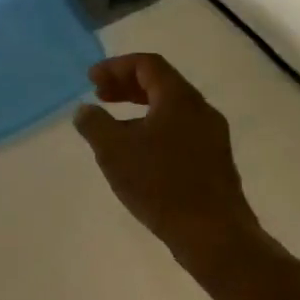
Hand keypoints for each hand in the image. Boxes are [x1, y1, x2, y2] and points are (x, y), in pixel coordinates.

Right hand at [73, 53, 265, 272]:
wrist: (214, 235)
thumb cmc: (160, 184)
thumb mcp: (113, 150)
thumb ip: (94, 123)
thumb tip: (86, 110)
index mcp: (179, 99)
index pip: (147, 64)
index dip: (115, 66)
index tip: (91, 80)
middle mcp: (200, 111)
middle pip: (161, 83)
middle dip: (126, 85)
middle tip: (99, 95)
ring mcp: (211, 137)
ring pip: (171, 108)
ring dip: (139, 108)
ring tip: (113, 126)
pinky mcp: (214, 161)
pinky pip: (179, 130)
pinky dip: (153, 127)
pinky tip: (137, 153)